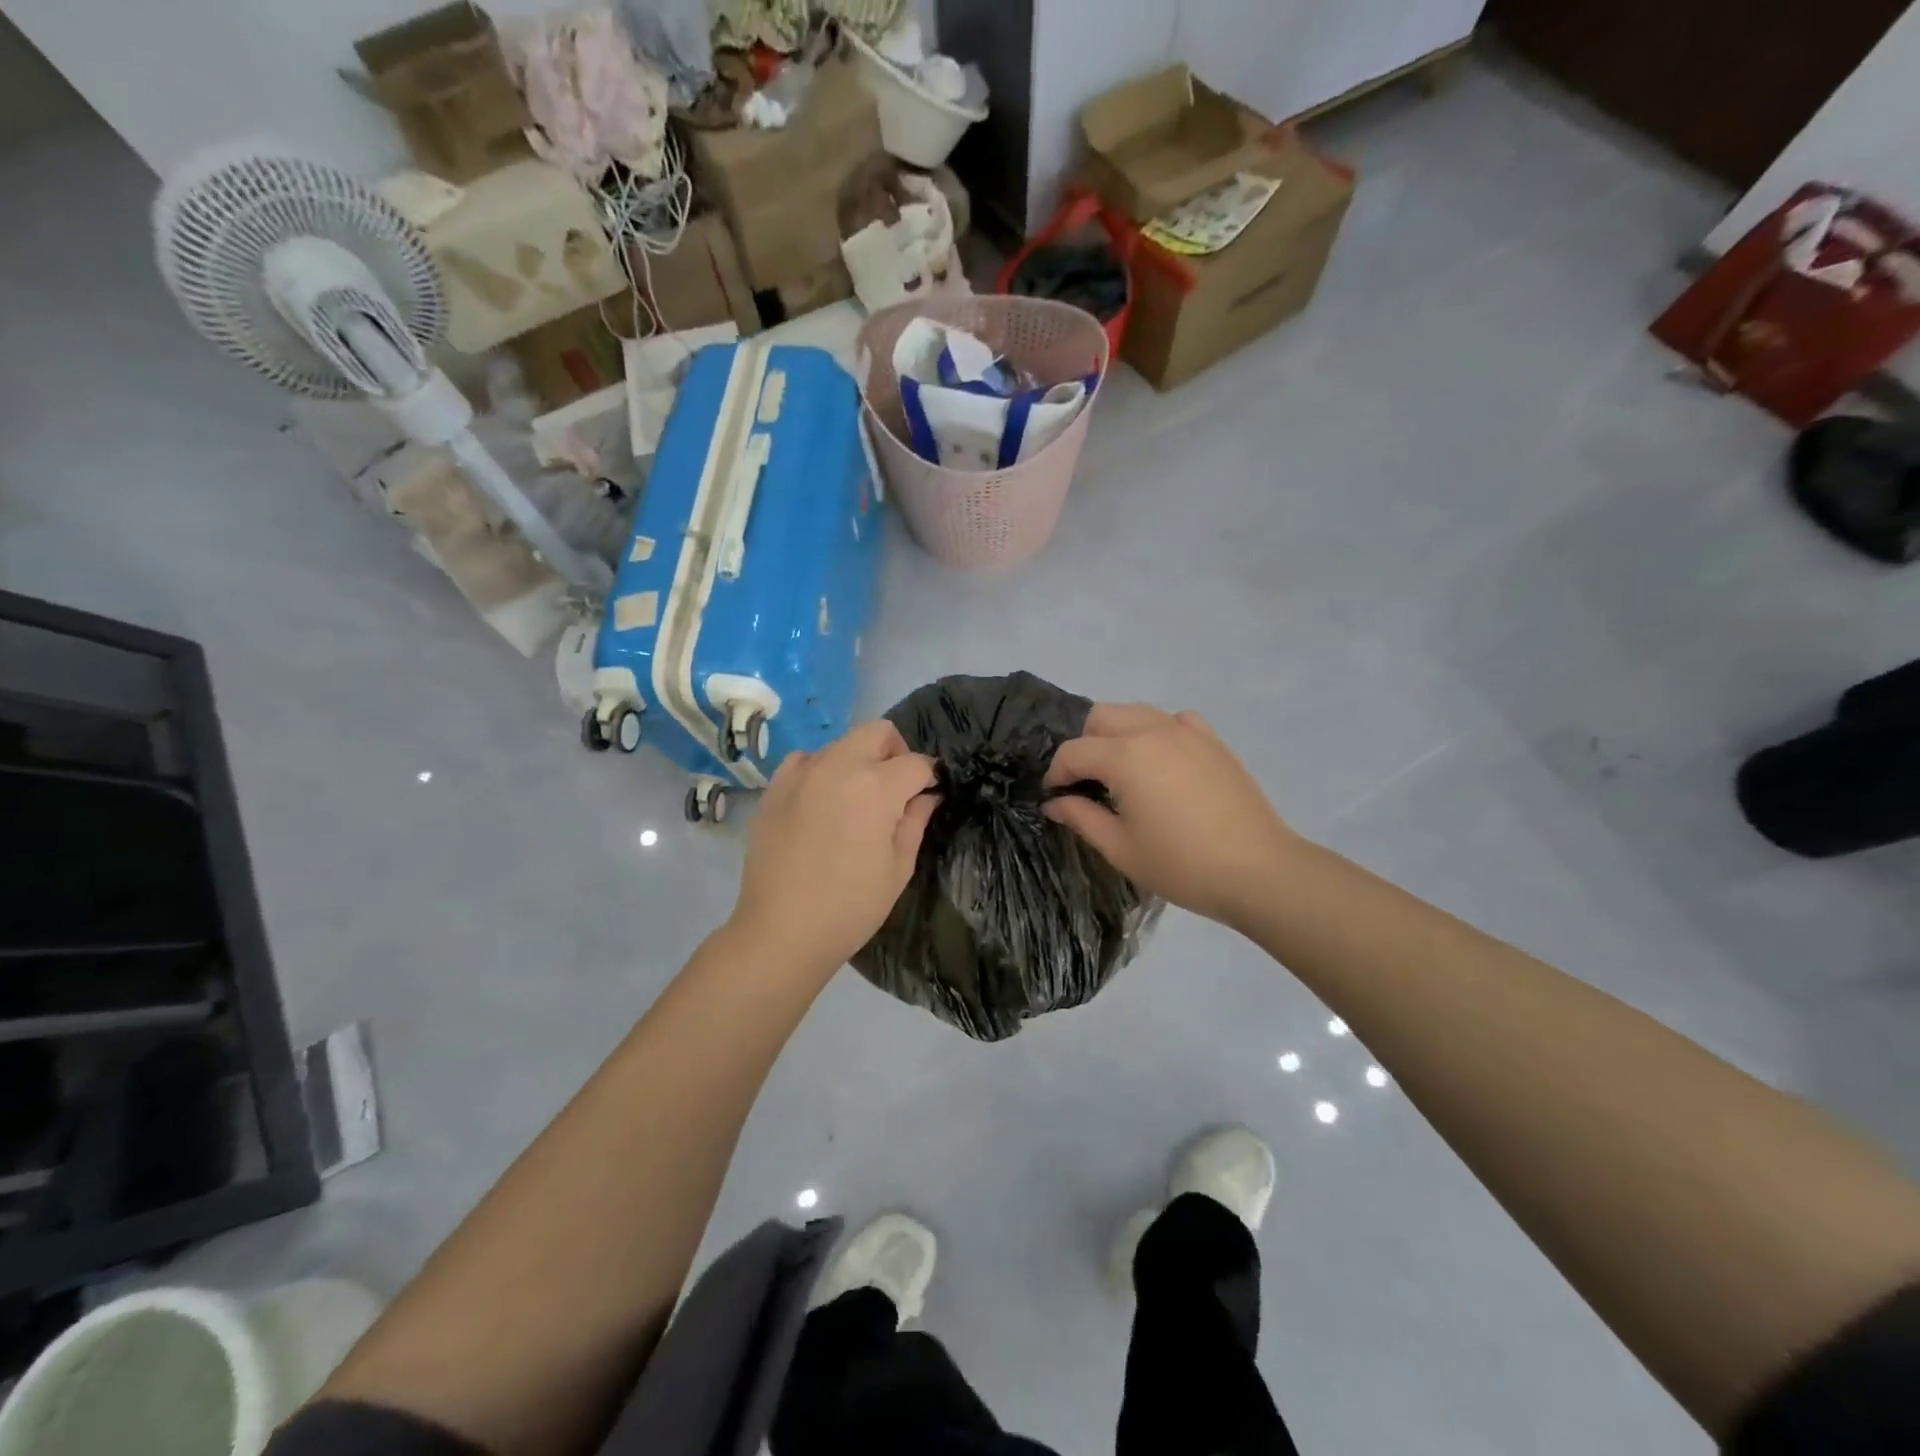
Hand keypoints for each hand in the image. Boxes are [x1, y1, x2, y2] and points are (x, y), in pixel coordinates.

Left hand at [729, 721, 938, 973]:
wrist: (782, 931)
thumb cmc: (851, 906)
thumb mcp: (898, 868)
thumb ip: (916, 821)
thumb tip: (927, 795)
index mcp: (876, 787)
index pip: (916, 763)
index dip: (930, 778)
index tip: (930, 795)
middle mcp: (839, 766)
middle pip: (879, 732)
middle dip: (896, 753)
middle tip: (897, 789)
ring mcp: (802, 773)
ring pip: (842, 742)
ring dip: (859, 759)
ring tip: (856, 798)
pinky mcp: (775, 787)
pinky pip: (805, 759)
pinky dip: (821, 769)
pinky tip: (822, 800)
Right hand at [1043, 703, 1304, 932]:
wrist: (1259, 871)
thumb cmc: (1182, 865)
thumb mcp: (1120, 848)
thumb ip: (1081, 818)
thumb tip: (1054, 803)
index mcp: (1125, 756)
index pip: (1073, 752)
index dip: (1056, 775)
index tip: (1054, 798)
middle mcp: (1153, 730)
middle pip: (1100, 717)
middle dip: (1084, 745)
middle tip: (1087, 783)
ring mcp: (1187, 731)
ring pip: (1135, 712)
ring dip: (1117, 734)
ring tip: (1121, 772)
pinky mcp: (1212, 740)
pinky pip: (1173, 720)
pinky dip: (1156, 732)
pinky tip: (1162, 763)